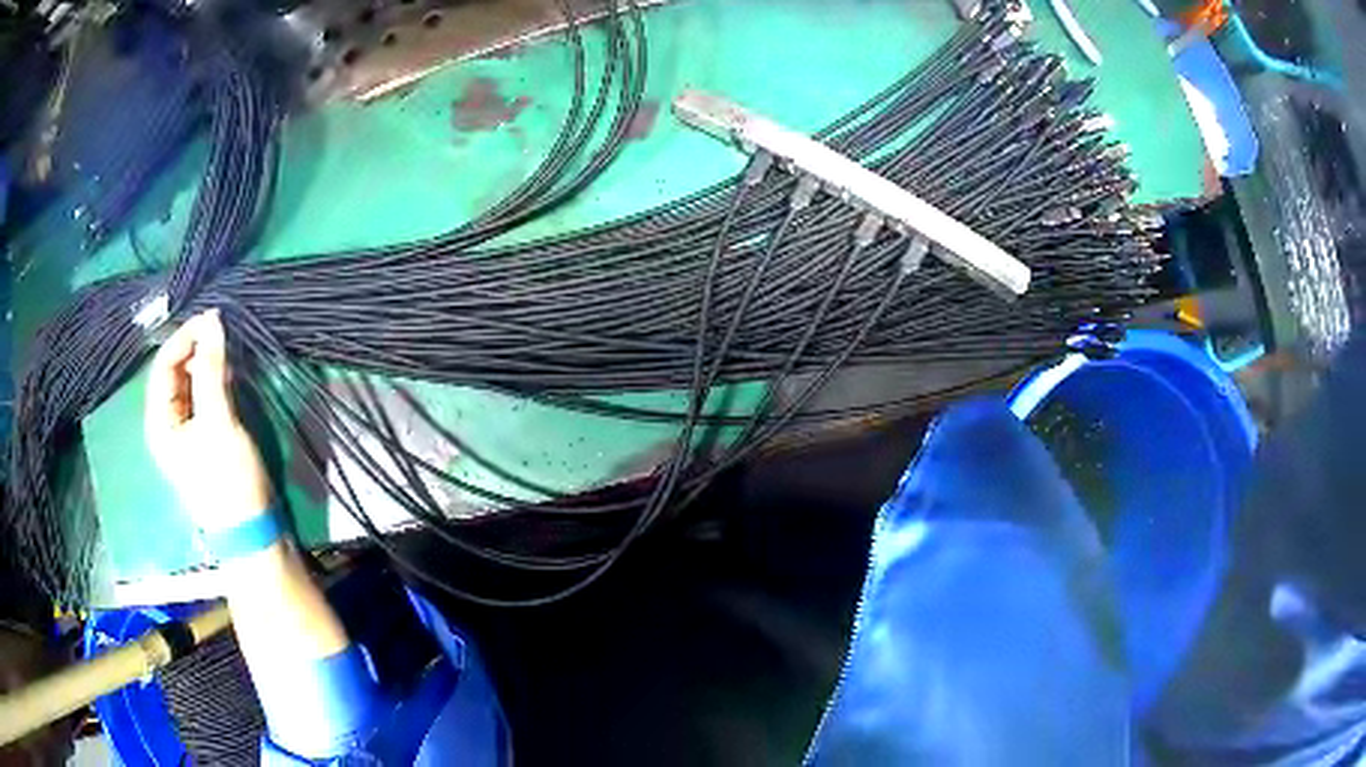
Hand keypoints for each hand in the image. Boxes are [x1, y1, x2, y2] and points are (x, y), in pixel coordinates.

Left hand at [145, 309, 272, 532]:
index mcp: (159, 422)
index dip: (184, 337)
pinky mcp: (203, 439)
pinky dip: (213, 383)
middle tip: (222, 332)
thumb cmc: (227, 479)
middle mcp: (167, 424)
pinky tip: (228, 376)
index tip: (212, 318)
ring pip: (189, 385)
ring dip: (205, 365)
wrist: (251, 531)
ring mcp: (185, 433)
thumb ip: (212, 370)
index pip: (163, 366)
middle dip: (195, 349)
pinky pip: (202, 399)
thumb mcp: (218, 421)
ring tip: (227, 351)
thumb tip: (213, 321)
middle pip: (174, 374)